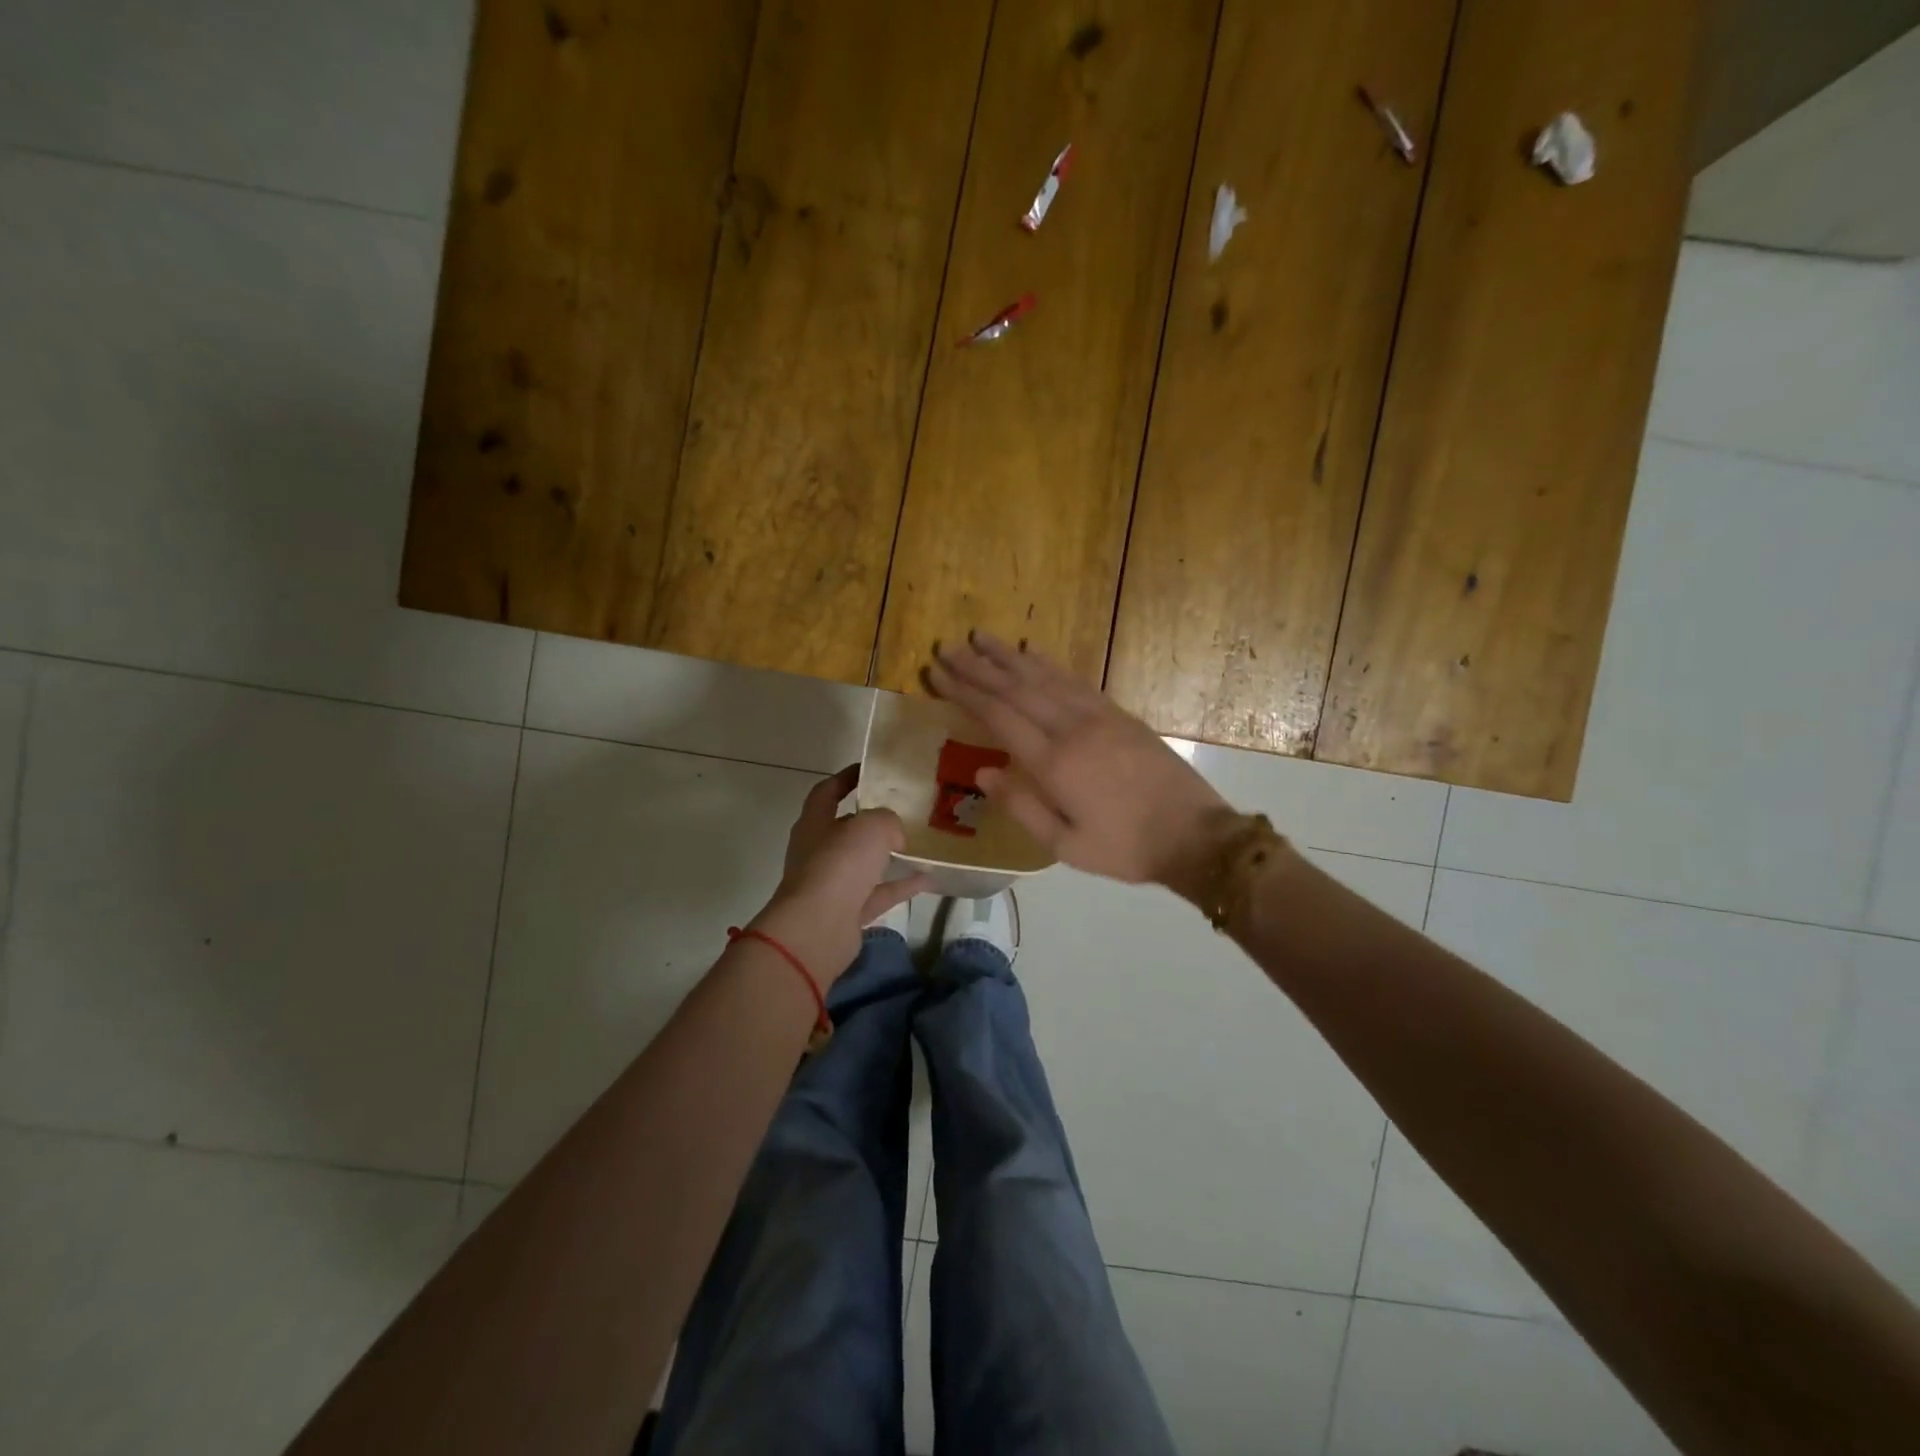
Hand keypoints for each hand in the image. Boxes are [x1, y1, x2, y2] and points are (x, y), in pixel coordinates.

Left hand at [750, 766, 930, 982]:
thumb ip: (887, 820)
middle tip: (905, 809)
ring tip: (922, 844)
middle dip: (873, 820)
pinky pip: (879, 893)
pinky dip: (901, 885)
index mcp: (815, 823)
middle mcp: (818, 851)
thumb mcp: (871, 826)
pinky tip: (929, 878)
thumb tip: (895, 835)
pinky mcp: (847, 912)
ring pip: (864, 864)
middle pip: (847, 829)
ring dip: (890, 855)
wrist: (818, 929)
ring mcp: (832, 884)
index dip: (846, 778)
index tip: (870, 770)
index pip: (827, 791)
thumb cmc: (838, 865)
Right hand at [927, 633, 1234, 892]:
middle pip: (1016, 689)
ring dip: (1009, 657)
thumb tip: (981, 772)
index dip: (964, 692)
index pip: (998, 716)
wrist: (1194, 835)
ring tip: (981, 638)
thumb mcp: (1066, 845)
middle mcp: (1072, 729)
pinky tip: (1033, 654)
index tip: (936, 673)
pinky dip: (1049, 664)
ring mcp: (1098, 717)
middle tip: (947, 648)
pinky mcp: (1119, 714)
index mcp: (1054, 763)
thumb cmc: (1125, 848)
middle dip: (978, 667)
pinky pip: (1075, 681)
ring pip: (1044, 677)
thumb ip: (1021, 807)